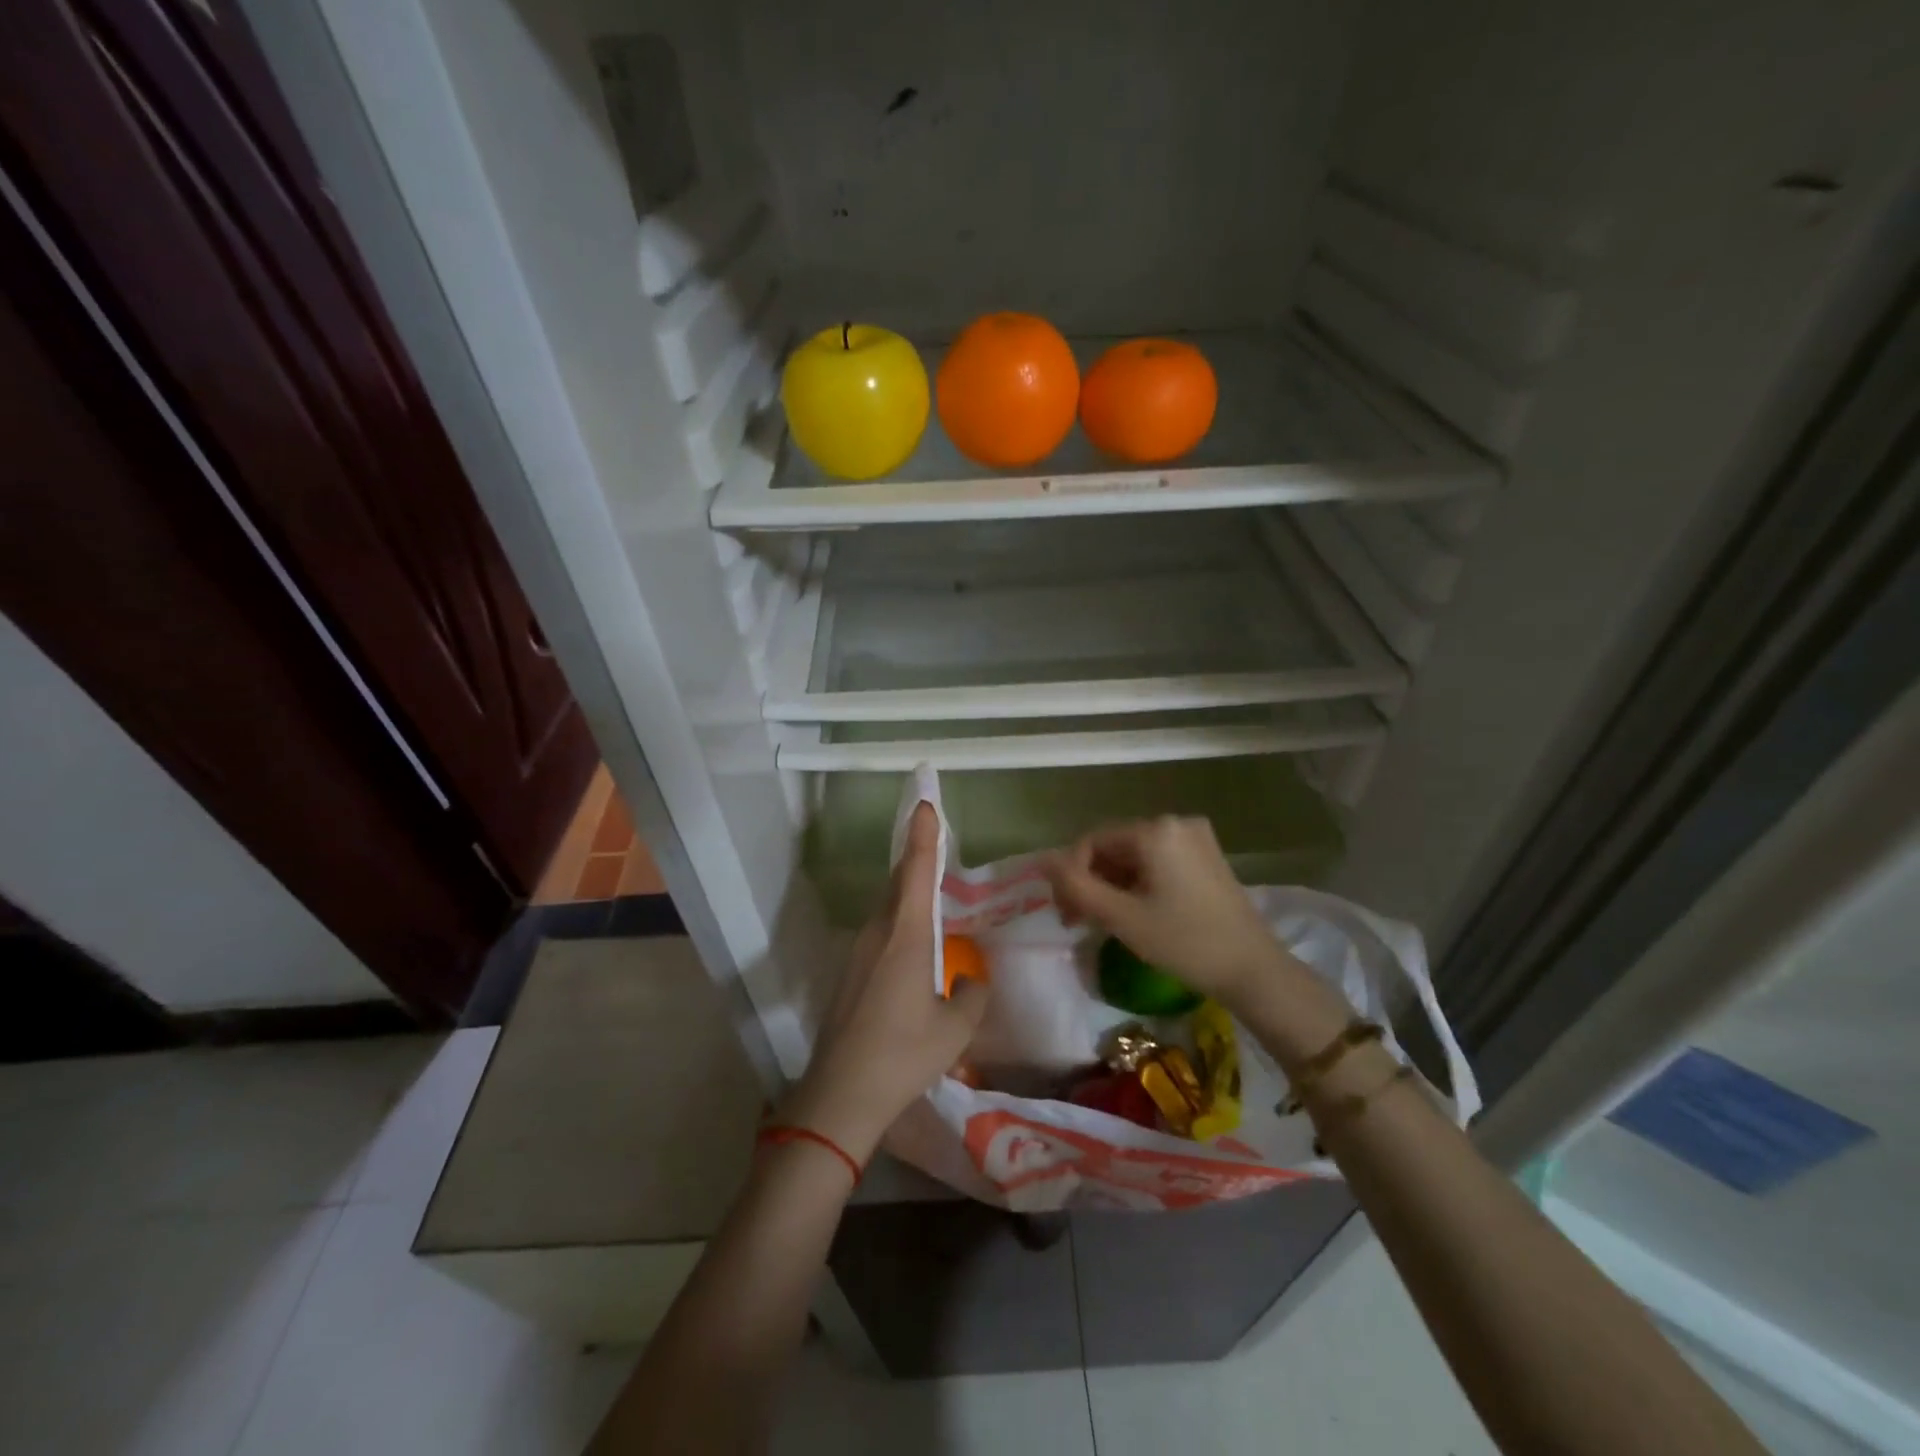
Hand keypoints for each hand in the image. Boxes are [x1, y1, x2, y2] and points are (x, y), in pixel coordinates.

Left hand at [782, 803, 987, 1161]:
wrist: (840, 1094)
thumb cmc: (903, 1054)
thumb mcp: (955, 1028)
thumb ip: (971, 995)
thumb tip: (970, 980)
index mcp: (906, 935)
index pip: (916, 871)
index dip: (923, 835)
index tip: (925, 802)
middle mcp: (878, 933)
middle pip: (899, 884)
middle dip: (917, 859)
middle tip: (934, 839)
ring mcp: (858, 953)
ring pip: (888, 910)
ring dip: (908, 894)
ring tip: (932, 894)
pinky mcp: (849, 975)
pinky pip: (880, 934)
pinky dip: (900, 923)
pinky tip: (914, 947)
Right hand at [1044, 816, 1293, 1006]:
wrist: (1254, 971)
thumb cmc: (1184, 942)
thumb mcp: (1121, 917)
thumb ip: (1076, 885)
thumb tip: (1041, 859)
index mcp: (1155, 830)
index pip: (1092, 843)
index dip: (1070, 876)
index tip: (1066, 915)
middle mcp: (1175, 822)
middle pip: (1114, 848)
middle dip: (1091, 882)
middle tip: (1079, 922)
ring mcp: (1195, 838)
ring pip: (1134, 857)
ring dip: (1112, 886)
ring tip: (1104, 922)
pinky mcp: (1207, 857)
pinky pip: (1157, 862)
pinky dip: (1138, 884)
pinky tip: (1134, 913)